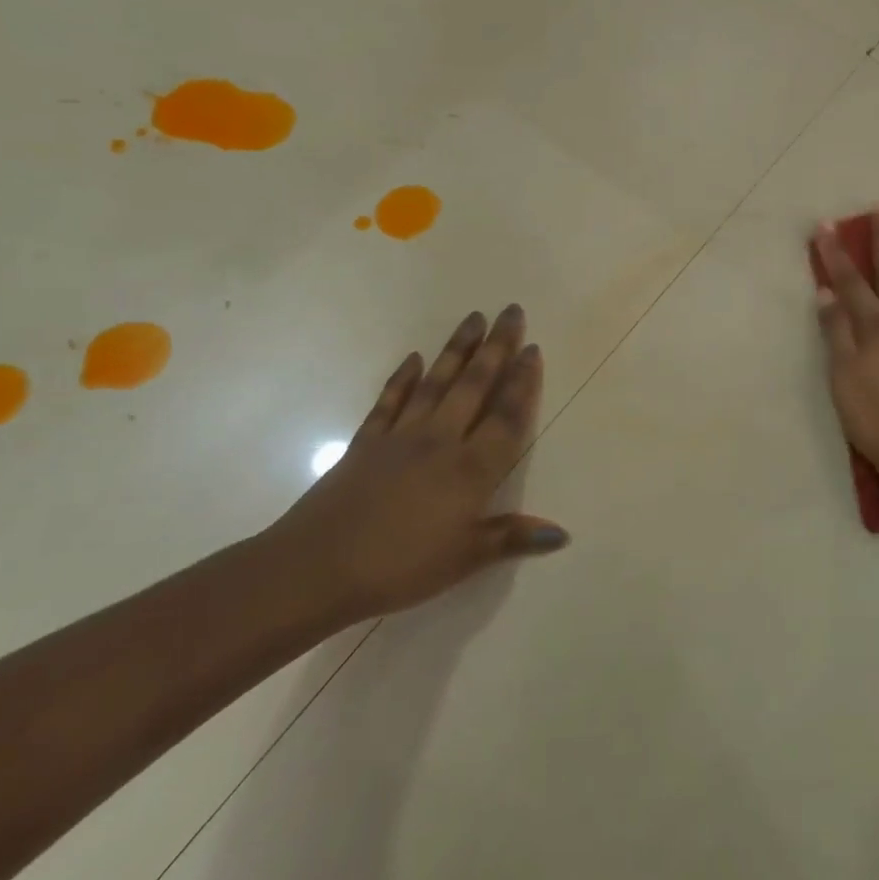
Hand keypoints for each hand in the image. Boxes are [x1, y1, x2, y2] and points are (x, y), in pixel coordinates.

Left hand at [263, 305, 568, 622]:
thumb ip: (513, 538)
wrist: (316, 567)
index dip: (523, 383)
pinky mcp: (366, 442)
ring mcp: (401, 437)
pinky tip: (414, 359)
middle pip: (475, 386)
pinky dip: (403, 378)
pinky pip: (390, 401)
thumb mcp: (464, 559)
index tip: (533, 349)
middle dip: (496, 348)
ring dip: (457, 350)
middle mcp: (441, 441)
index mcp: (470, 469)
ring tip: (473, 318)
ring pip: (437, 383)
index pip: (506, 417)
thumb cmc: (399, 566)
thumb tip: (563, 534)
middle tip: (511, 312)